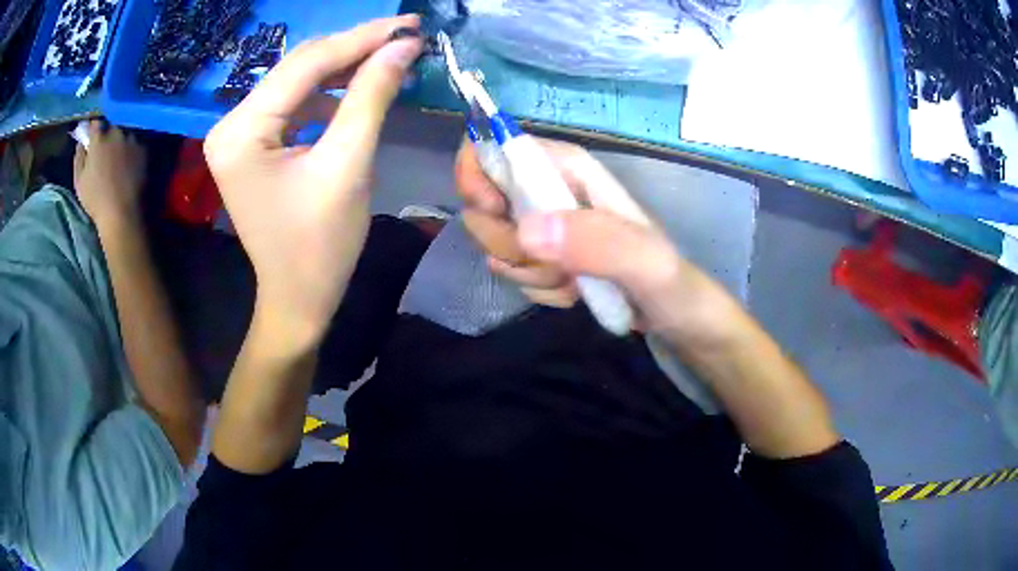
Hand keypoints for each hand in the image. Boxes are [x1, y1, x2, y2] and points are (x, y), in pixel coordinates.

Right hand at [74, 120, 146, 227]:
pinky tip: (129, 161)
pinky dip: (131, 148)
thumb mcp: (79, 180)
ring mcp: (132, 139)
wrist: (122, 212)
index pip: (96, 122)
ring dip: (120, 139)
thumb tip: (81, 142)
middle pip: (111, 126)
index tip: (91, 132)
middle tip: (104, 145)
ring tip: (117, 154)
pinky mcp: (143, 149)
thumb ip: (79, 157)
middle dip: (107, 132)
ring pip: (124, 132)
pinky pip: (136, 143)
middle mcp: (117, 133)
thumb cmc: (95, 198)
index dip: (93, 126)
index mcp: (99, 138)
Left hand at [204, 15, 422, 348]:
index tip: (410, 25)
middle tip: (406, 35)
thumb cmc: (320, 245)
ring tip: (391, 60)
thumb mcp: (349, 165)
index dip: (361, 39)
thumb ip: (372, 96)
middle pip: (298, 68)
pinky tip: (360, 91)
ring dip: (345, 69)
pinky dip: (330, 94)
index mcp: (240, 132)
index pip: (305, 65)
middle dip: (354, 49)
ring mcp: (238, 134)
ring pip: (298, 83)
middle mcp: (229, 124)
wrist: (298, 298)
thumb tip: (403, 46)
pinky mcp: (252, 144)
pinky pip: (294, 105)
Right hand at [456, 139, 731, 341]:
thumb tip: (526, 230)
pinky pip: (511, 270)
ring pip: (495, 241)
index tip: (495, 214)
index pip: (498, 145)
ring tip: (575, 282)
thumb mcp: (646, 263)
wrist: (675, 317)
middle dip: (508, 242)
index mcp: (570, 169)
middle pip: (484, 200)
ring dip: (530, 272)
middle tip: (554, 265)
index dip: (477, 175)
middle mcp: (550, 189)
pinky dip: (539, 289)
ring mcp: (543, 225)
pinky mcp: (542, 256)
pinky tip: (574, 293)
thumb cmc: (670, 281)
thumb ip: (598, 243)